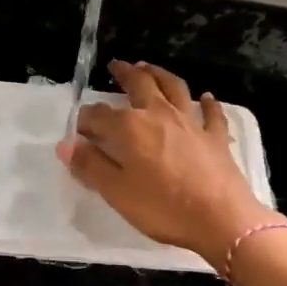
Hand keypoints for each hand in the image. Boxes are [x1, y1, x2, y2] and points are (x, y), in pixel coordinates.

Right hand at [58, 61, 272, 261]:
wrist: (220, 219)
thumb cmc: (162, 207)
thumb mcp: (116, 192)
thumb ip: (90, 165)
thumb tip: (66, 144)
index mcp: (130, 128)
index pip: (99, 115)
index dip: (86, 119)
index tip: (78, 127)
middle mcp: (159, 115)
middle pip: (140, 85)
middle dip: (125, 74)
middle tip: (116, 66)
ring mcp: (191, 123)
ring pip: (174, 89)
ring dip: (160, 75)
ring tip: (149, 68)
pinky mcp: (215, 137)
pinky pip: (211, 113)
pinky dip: (208, 103)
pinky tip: (207, 97)